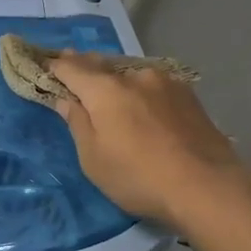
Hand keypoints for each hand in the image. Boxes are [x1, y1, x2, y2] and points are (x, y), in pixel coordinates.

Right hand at [47, 53, 250, 230]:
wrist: (207, 186)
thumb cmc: (138, 177)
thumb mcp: (93, 158)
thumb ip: (77, 122)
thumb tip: (65, 99)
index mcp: (104, 89)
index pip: (71, 68)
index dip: (55, 66)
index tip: (44, 64)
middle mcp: (134, 76)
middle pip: (101, 65)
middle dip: (84, 66)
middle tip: (71, 65)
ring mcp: (166, 83)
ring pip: (130, 74)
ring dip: (116, 79)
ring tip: (110, 88)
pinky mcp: (188, 95)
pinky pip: (154, 85)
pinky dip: (141, 90)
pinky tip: (143, 103)